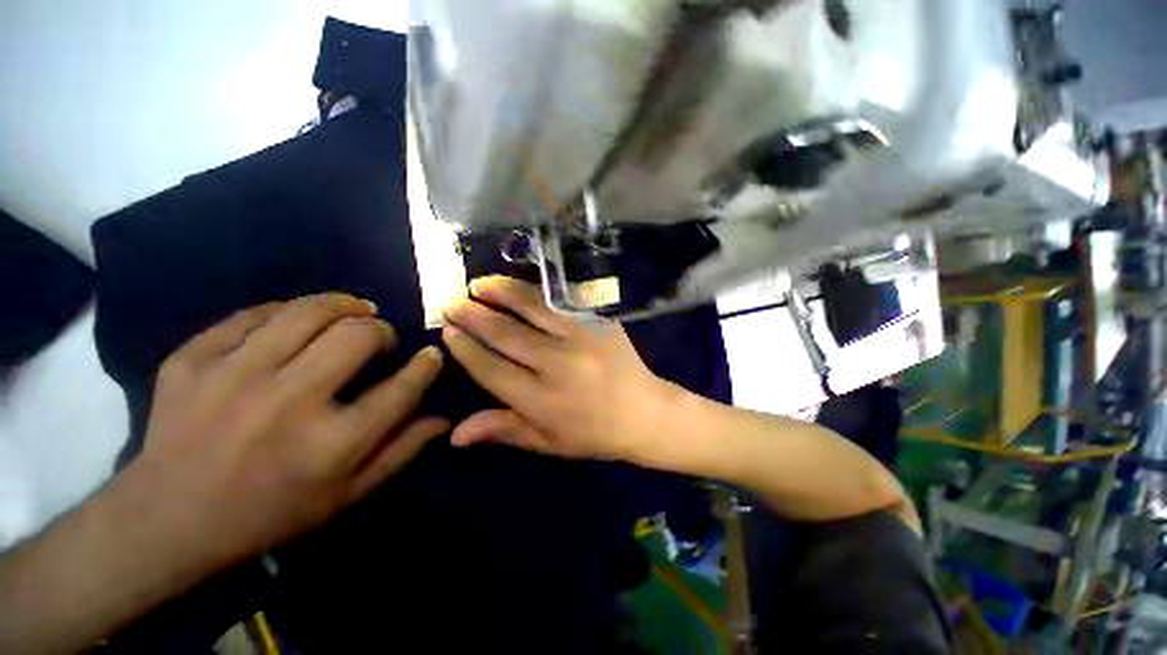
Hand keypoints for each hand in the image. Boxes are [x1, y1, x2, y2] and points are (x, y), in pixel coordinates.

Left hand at [134, 294, 446, 562]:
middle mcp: (287, 404)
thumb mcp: (346, 495)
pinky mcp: (190, 360)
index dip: (426, 365)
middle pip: (357, 336)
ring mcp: (231, 377)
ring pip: (306, 312)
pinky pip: (252, 315)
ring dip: (343, 305)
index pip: (402, 388)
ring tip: (355, 310)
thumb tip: (443, 417)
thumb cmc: (269, 514)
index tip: (430, 355)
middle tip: (382, 338)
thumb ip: (401, 451)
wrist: (164, 520)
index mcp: (331, 444)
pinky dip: (286, 311)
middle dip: (382, 330)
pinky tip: (297, 319)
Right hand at [441, 276, 675, 460]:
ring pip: (531, 307)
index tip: (447, 331)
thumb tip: (454, 433)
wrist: (646, 412)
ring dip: (501, 291)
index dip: (465, 349)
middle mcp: (558, 364)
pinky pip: (560, 301)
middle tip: (452, 302)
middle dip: (473, 315)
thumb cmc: (594, 433)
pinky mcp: (599, 322)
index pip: (491, 368)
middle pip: (505, 333)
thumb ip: (503, 430)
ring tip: (479, 284)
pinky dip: (534, 292)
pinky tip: (519, 288)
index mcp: (542, 400)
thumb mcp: (547, 441)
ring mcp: (581, 337)